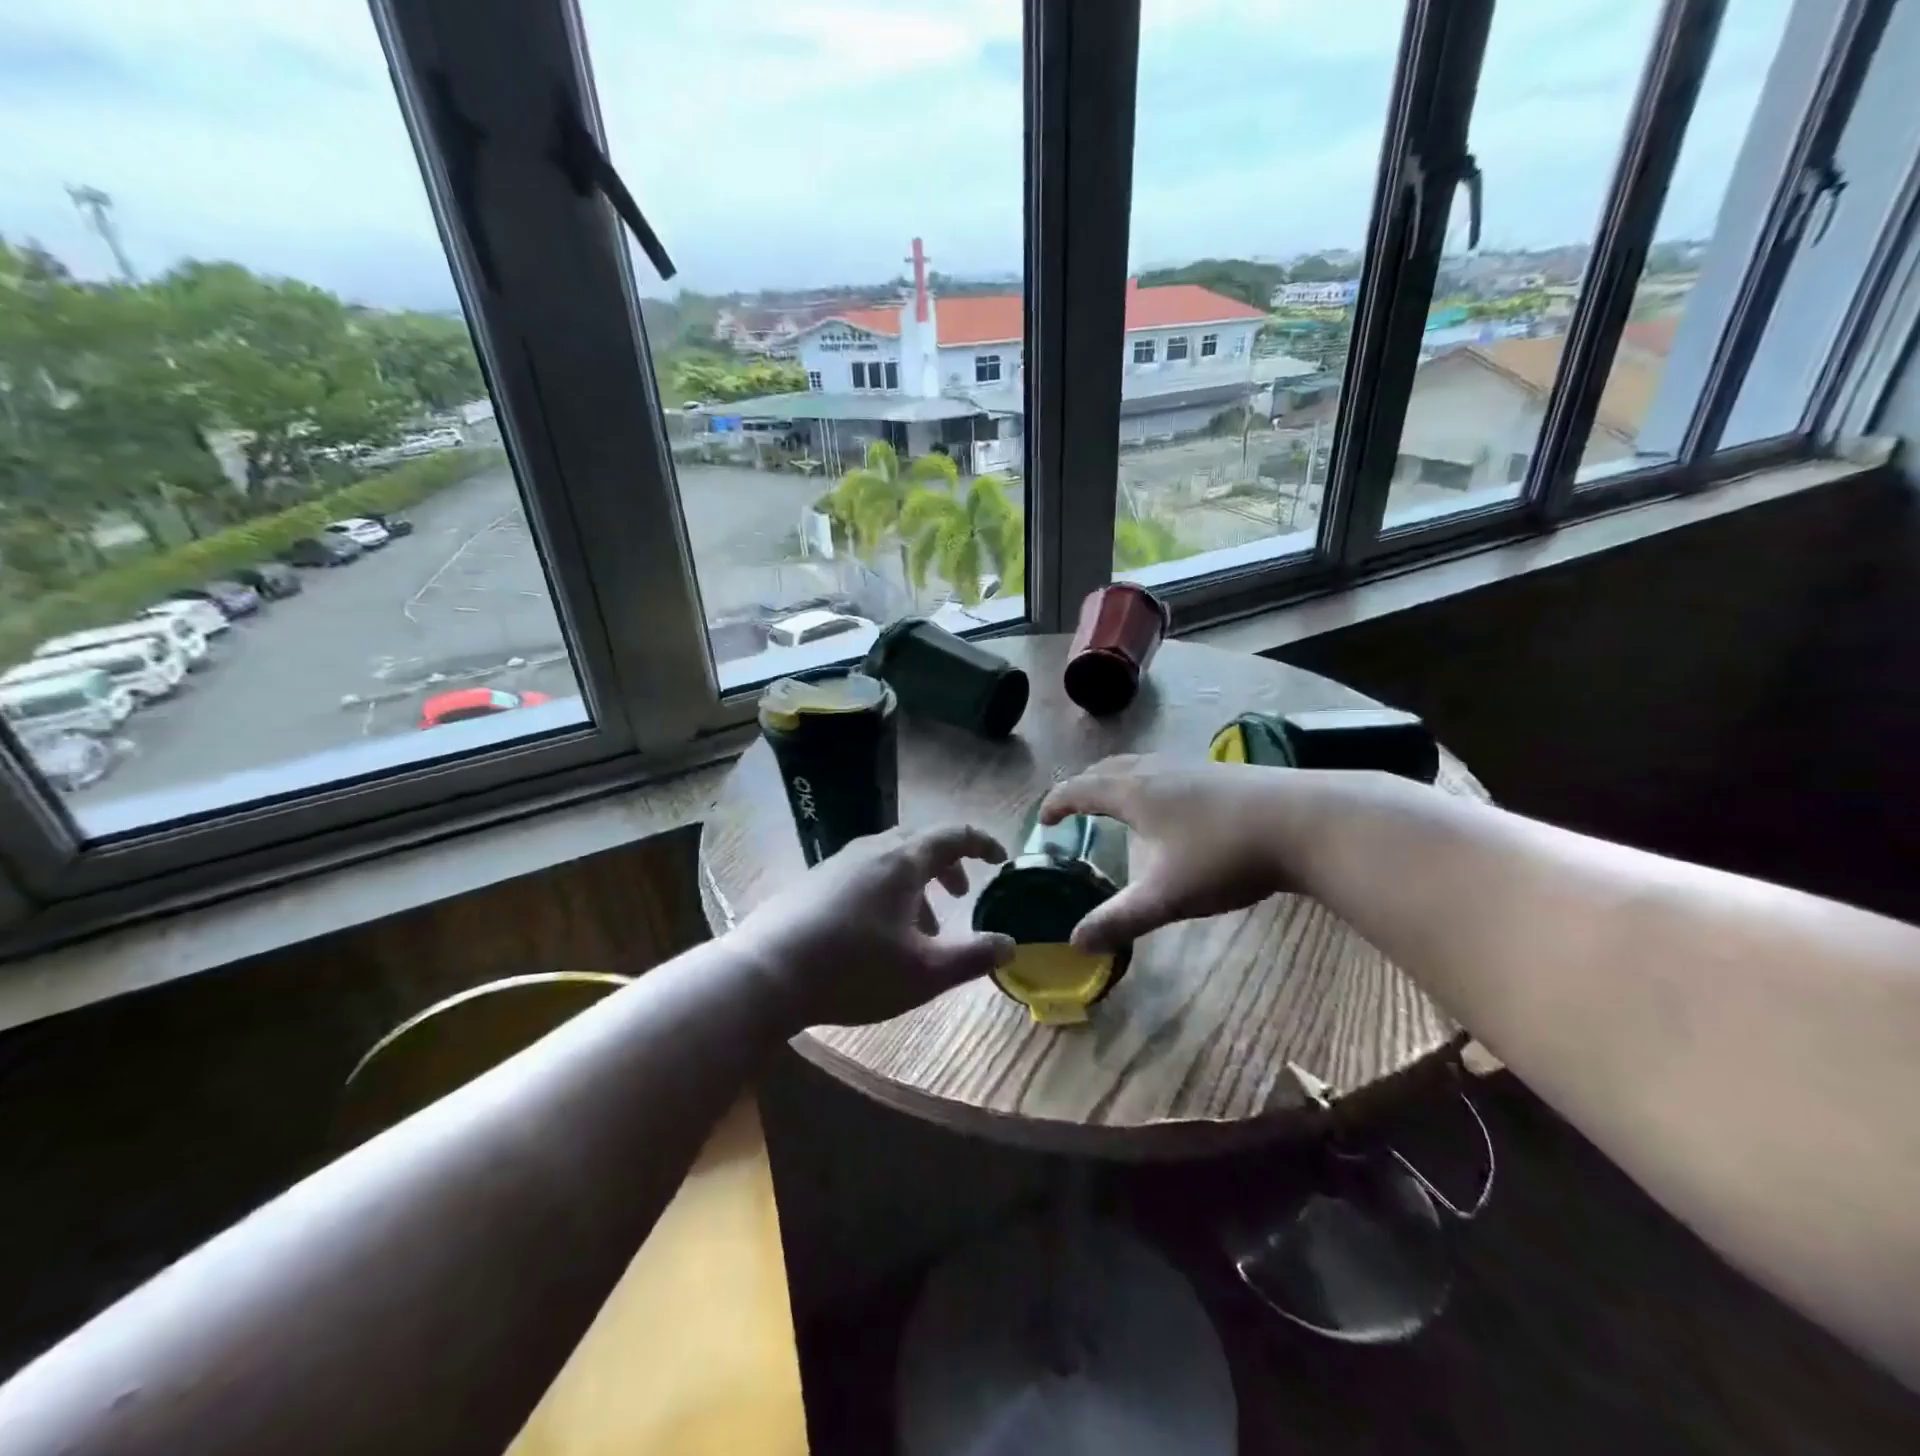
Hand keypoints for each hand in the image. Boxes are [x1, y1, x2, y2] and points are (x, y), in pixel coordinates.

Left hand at [731, 823, 1015, 1029]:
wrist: (765, 973)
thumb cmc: (854, 970)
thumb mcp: (925, 972)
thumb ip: (973, 957)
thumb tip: (1010, 944)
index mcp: (903, 861)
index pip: (954, 834)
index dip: (983, 843)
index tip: (1000, 859)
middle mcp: (871, 851)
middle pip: (920, 842)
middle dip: (948, 865)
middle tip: (962, 895)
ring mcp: (838, 863)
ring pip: (890, 860)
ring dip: (916, 883)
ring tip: (922, 927)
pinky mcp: (814, 882)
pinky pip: (864, 873)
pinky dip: (887, 891)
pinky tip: (877, 932)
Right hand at [1040, 754, 1298, 952]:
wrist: (1305, 822)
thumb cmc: (1225, 855)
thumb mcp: (1166, 896)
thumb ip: (1119, 920)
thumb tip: (1075, 943)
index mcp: (1133, 792)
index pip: (1079, 789)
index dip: (1056, 803)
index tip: (1043, 820)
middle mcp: (1156, 769)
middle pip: (1106, 768)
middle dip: (1083, 787)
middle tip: (1073, 809)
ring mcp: (1190, 765)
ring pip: (1139, 765)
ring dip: (1116, 781)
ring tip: (1116, 805)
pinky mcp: (1219, 772)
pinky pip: (1165, 769)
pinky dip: (1147, 782)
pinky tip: (1170, 807)